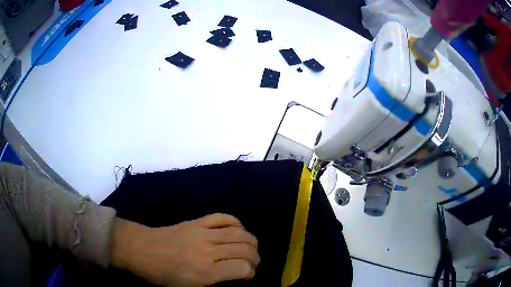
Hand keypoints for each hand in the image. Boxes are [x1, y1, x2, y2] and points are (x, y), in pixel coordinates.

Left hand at [111, 214, 260, 285]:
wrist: (141, 249)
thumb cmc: (162, 273)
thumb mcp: (190, 285)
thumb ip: (215, 279)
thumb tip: (235, 272)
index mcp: (205, 272)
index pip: (242, 268)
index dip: (250, 272)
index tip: (247, 276)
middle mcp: (208, 251)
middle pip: (245, 249)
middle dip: (255, 257)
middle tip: (252, 263)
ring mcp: (202, 233)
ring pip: (240, 233)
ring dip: (251, 241)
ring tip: (250, 248)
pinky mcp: (196, 221)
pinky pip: (223, 217)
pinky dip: (236, 222)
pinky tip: (238, 229)